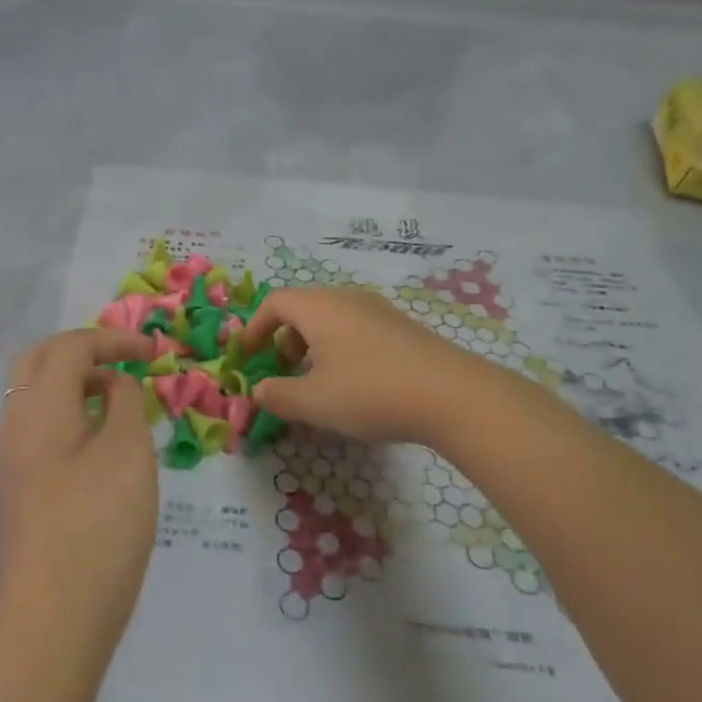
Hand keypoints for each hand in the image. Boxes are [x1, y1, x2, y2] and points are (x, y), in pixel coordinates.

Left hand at [0, 328, 157, 647]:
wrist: (54, 620)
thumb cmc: (98, 528)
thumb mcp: (128, 453)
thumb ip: (124, 403)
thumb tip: (113, 384)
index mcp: (38, 407)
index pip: (70, 347)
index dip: (113, 339)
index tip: (154, 351)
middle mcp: (15, 424)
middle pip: (39, 360)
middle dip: (84, 350)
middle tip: (126, 361)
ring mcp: (12, 458)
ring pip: (35, 393)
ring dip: (75, 380)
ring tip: (120, 396)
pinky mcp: (20, 487)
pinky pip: (40, 425)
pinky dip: (70, 410)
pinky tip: (102, 437)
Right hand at [240, 287, 483, 446]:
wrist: (453, 395)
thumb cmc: (371, 392)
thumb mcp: (315, 402)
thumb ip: (279, 396)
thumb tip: (258, 391)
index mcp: (319, 308)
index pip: (275, 302)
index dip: (255, 327)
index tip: (248, 354)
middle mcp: (346, 298)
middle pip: (303, 307)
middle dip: (284, 337)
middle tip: (282, 370)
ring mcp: (378, 309)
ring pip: (331, 317)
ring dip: (313, 343)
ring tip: (317, 379)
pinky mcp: (401, 326)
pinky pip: (356, 327)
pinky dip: (340, 346)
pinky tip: (354, 381)